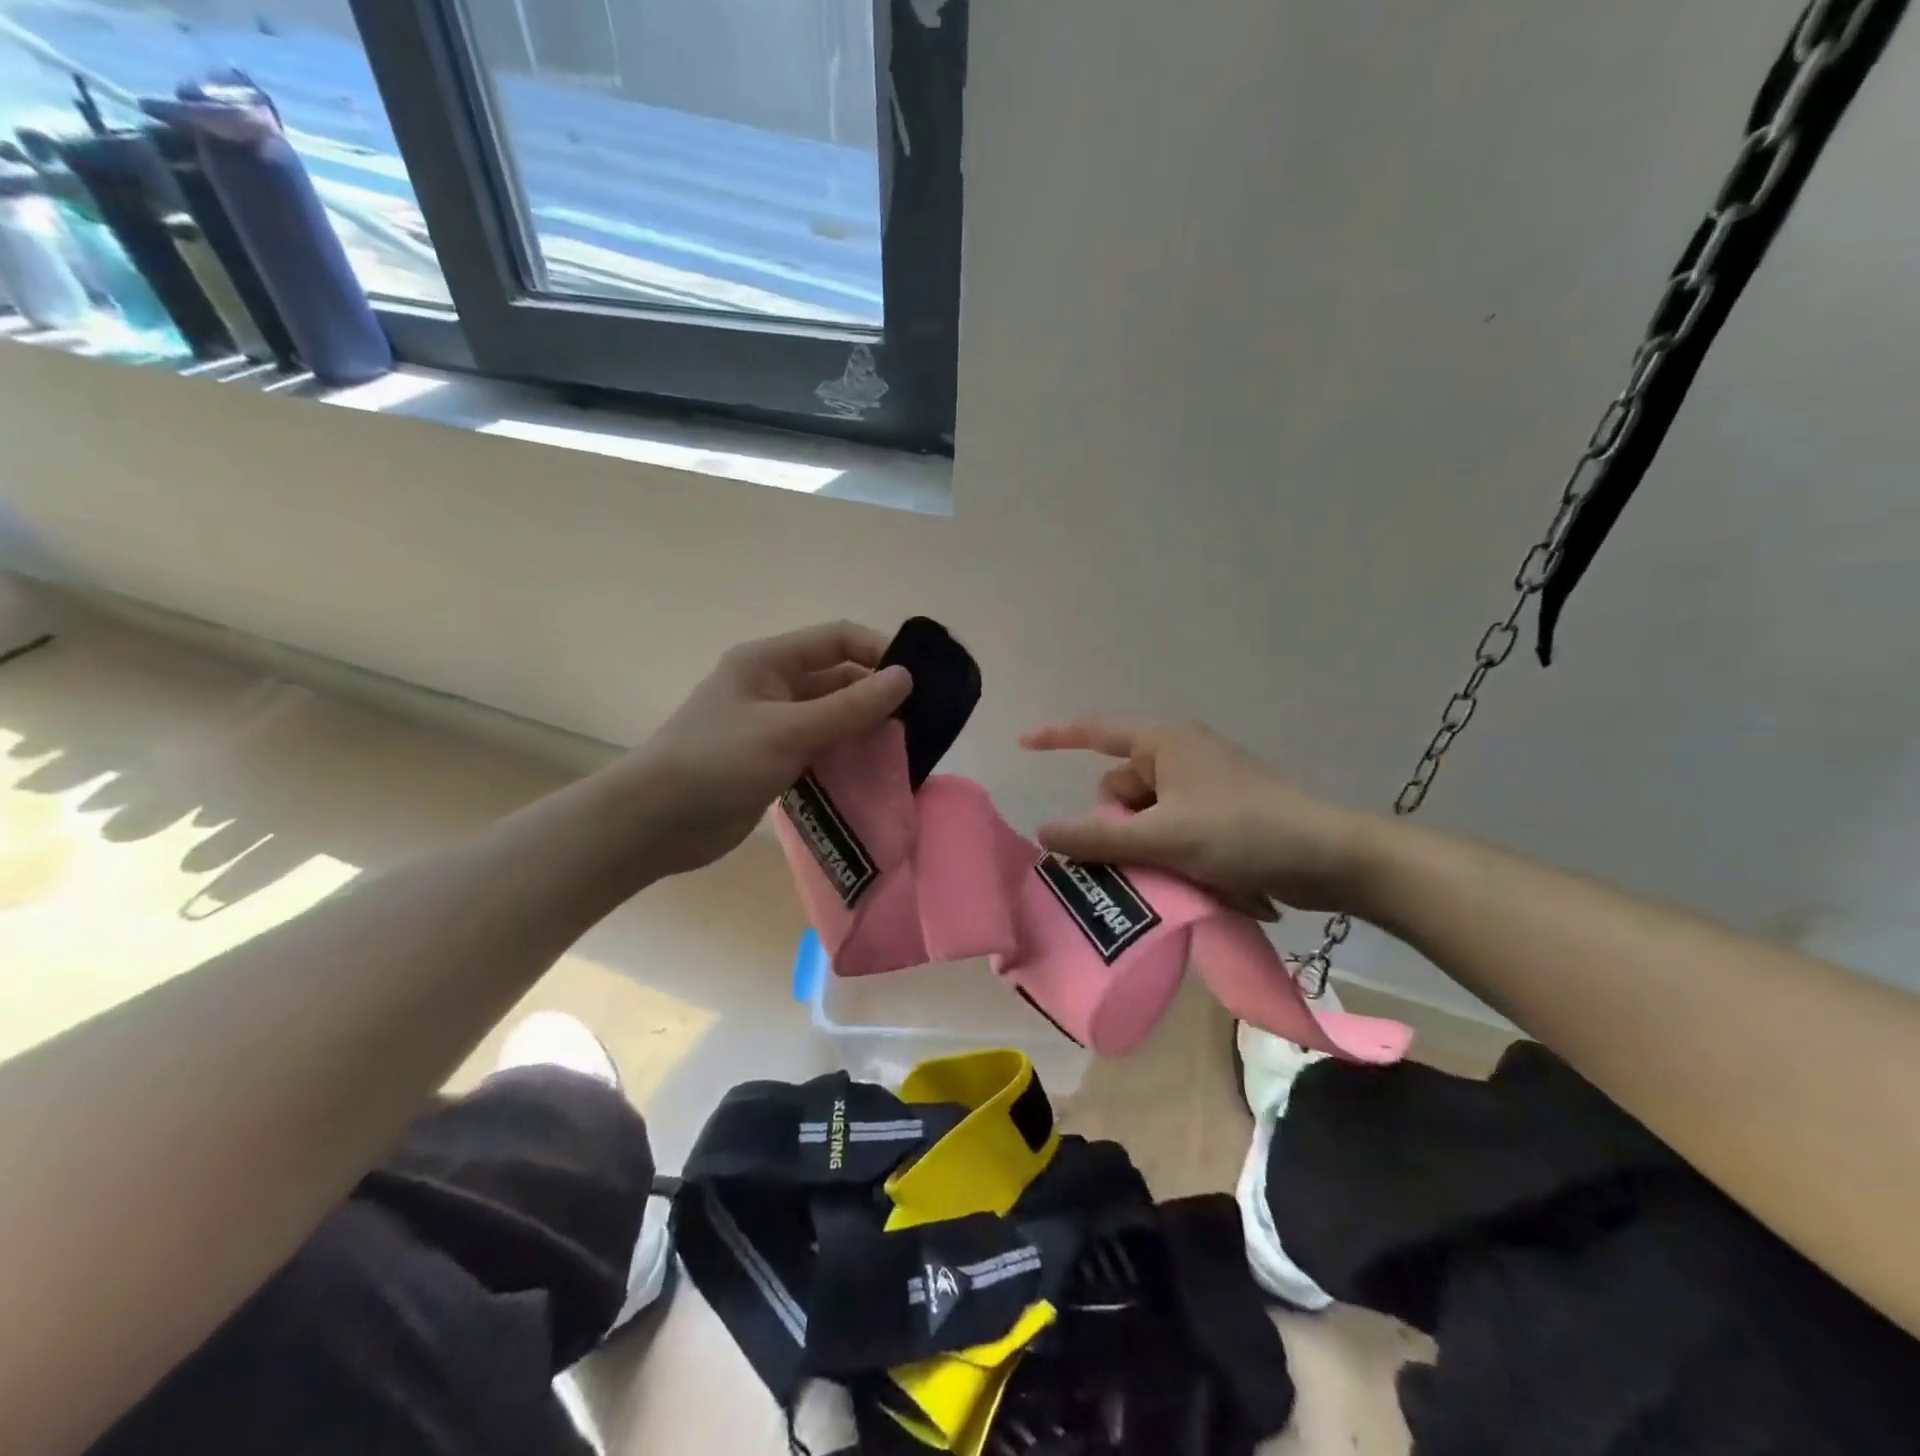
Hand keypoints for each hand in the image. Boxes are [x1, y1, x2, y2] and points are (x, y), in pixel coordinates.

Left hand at [622, 621, 911, 876]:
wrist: (655, 822)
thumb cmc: (718, 762)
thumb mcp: (788, 730)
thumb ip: (849, 706)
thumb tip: (905, 678)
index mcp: (769, 661)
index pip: (836, 639)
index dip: (878, 651)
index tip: (917, 681)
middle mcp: (773, 685)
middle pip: (837, 677)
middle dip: (876, 695)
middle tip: (919, 721)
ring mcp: (772, 725)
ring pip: (831, 716)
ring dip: (863, 728)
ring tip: (904, 747)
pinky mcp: (773, 760)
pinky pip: (820, 747)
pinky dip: (845, 755)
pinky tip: (874, 771)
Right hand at [1021, 718, 1370, 912]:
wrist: (1328, 857)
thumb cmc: (1242, 831)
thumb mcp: (1163, 836)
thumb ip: (1098, 837)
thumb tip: (1043, 832)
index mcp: (1165, 742)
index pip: (1096, 731)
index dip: (1057, 736)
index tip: (1023, 743)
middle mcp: (1180, 754)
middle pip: (1119, 789)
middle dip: (1119, 825)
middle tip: (1144, 856)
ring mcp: (1202, 784)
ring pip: (1144, 815)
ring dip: (1146, 846)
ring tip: (1175, 873)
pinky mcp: (1219, 811)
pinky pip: (1171, 827)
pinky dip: (1170, 851)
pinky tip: (1193, 877)